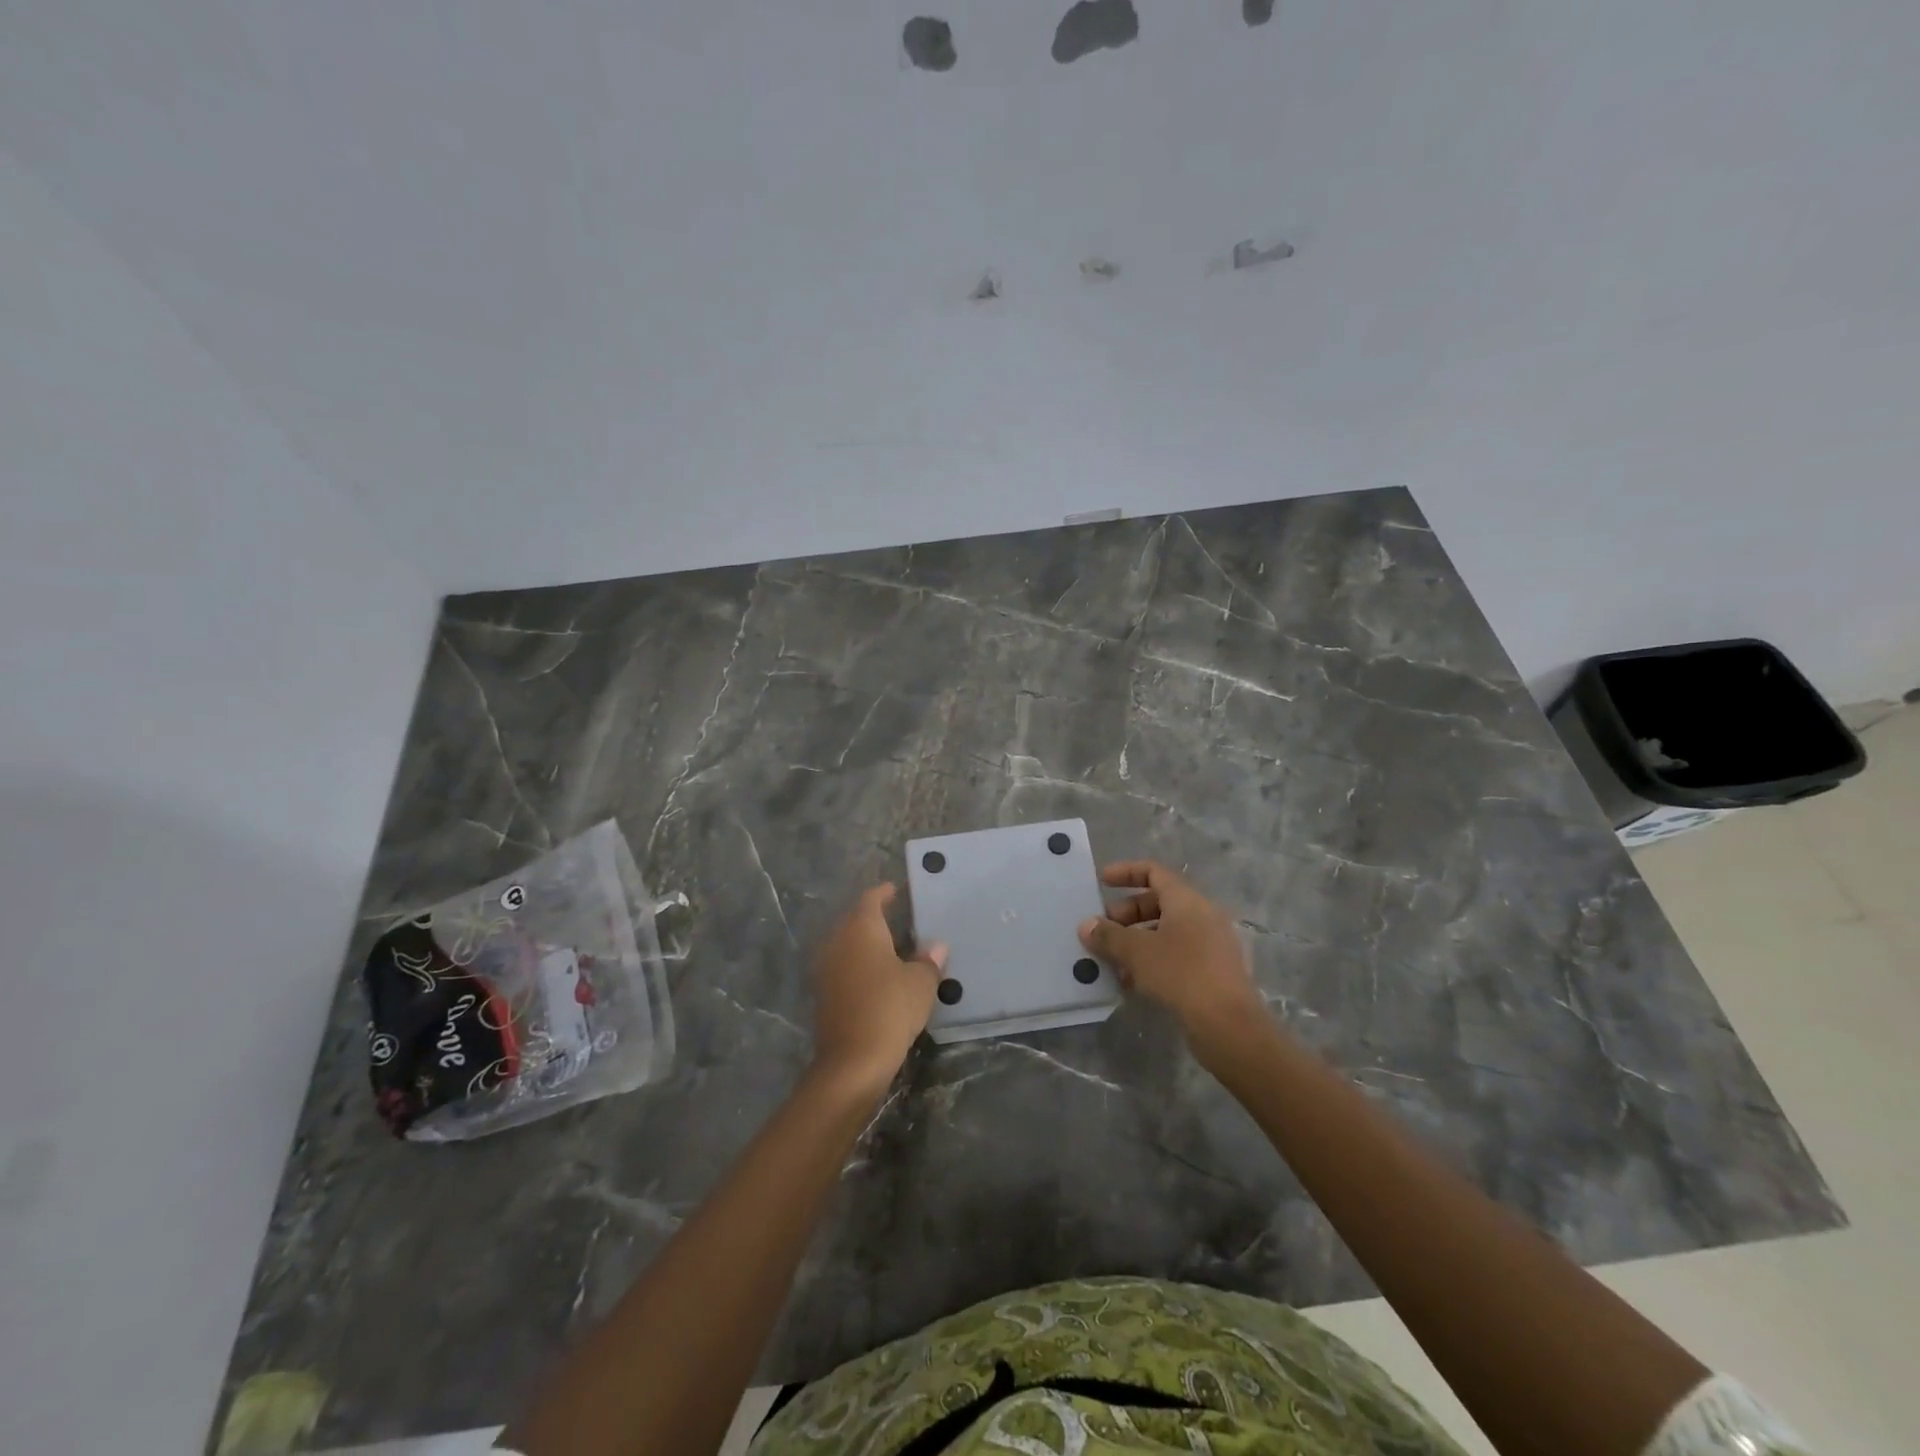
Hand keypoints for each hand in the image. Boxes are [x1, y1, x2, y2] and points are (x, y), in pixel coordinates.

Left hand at [809, 884, 945, 1099]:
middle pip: (855, 919)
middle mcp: (838, 941)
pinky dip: (859, 964)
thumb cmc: (890, 1008)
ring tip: (892, 946)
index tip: (897, 890)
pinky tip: (877, 974)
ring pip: (847, 943)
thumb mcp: (920, 982)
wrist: (853, 1061)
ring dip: (866, 942)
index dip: (885, 893)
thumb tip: (936, 946)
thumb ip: (928, 960)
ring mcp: (827, 967)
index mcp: (861, 928)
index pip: (871, 899)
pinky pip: (844, 966)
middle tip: (899, 917)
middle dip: (874, 917)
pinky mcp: (824, 993)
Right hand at [1079, 861, 1268, 1061]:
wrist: (1229, 1025)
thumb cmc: (1181, 974)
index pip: (1154, 872)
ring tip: (1111, 960)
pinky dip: (1153, 959)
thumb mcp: (1137, 952)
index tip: (1102, 882)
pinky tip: (1132, 981)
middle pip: (1159, 902)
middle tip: (1102, 931)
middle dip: (1126, 914)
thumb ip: (1108, 935)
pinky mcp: (1213, 971)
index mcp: (1187, 900)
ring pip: (1166, 931)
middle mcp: (1203, 915)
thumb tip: (1086, 925)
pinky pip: (1177, 953)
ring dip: (1136, 940)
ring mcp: (1211, 943)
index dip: (1126, 872)